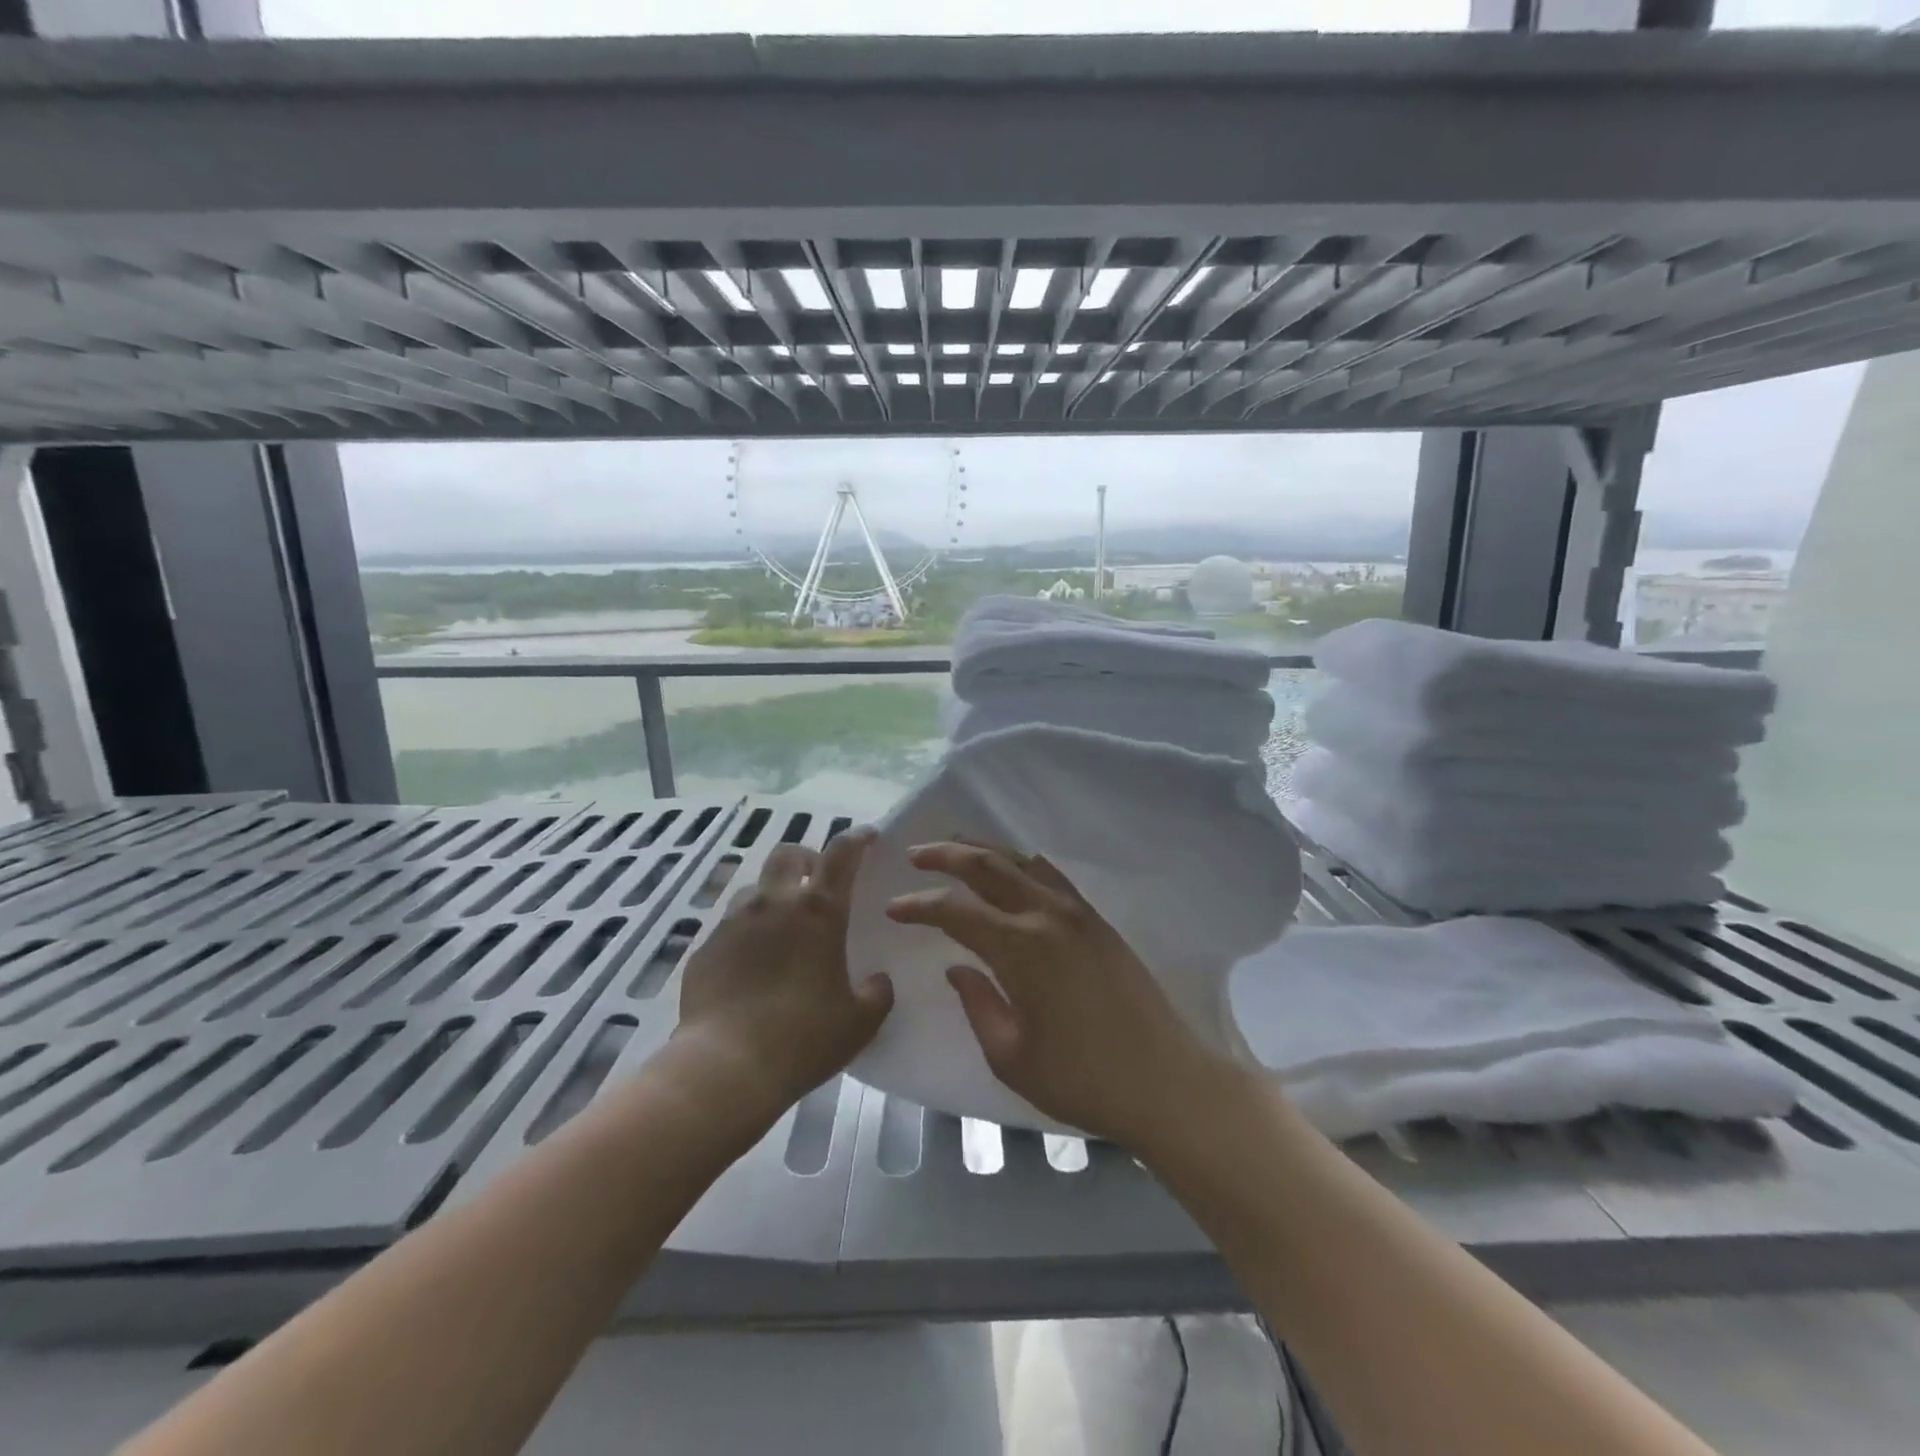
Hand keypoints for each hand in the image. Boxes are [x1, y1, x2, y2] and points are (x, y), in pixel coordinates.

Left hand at [676, 829, 893, 1112]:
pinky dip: (745, 935)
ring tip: (780, 931)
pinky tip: (750, 968)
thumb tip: (878, 981)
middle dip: (806, 859)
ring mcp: (733, 923)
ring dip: (772, 897)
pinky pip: (729, 927)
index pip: (842, 853)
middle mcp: (774, 904)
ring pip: (755, 889)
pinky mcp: (704, 949)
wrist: (724, 1068)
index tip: (867, 836)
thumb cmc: (802, 1039)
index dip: (857, 838)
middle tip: (816, 885)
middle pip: (788, 854)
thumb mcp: (859, 1022)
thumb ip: (876, 994)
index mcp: (818, 912)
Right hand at [884, 841, 1227, 1148]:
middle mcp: (1048, 916)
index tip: (894, 908)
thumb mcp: (1011, 1056)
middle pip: (989, 867)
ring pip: (1022, 862)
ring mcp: (1079, 914)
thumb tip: (957, 965)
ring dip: (985, 851)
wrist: (1165, 1082)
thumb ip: (977, 1003)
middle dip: (947, 854)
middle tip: (916, 854)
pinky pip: (1053, 877)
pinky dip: (1022, 864)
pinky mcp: (1099, 922)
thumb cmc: (1082, 1079)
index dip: (920, 904)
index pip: (957, 910)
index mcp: (1021, 949)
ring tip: (956, 849)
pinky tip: (1012, 871)